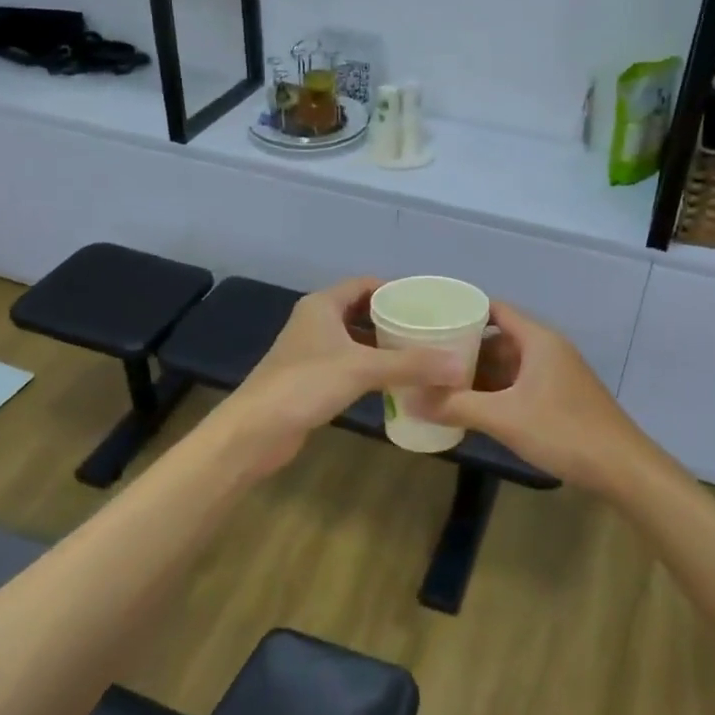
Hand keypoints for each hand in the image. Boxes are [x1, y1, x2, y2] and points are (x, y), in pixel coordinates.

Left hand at [212, 277, 465, 474]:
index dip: (395, 289)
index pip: (364, 284)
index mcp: (322, 305)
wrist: (255, 430)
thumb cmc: (305, 385)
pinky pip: (348, 364)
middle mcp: (315, 321)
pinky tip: (394, 382)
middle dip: (392, 318)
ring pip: (354, 340)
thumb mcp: (363, 369)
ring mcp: (310, 351)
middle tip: (429, 329)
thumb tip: (459, 367)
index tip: (427, 302)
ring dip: (382, 345)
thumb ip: (412, 365)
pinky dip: (370, 368)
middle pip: (360, 310)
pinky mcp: (310, 379)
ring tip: (420, 353)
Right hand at [412, 302, 653, 494]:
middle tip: (425, 356)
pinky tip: (471, 406)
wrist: (622, 468)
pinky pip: (518, 383)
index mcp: (537, 339)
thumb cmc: (564, 431)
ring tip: (439, 382)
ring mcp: (555, 374)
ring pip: (507, 364)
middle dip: (463, 347)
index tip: (428, 319)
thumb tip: (409, 399)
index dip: (462, 310)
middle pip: (498, 337)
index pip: (494, 309)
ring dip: (478, 372)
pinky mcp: (559, 397)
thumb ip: (456, 406)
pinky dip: (494, 390)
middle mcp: (547, 349)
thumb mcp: (504, 418)